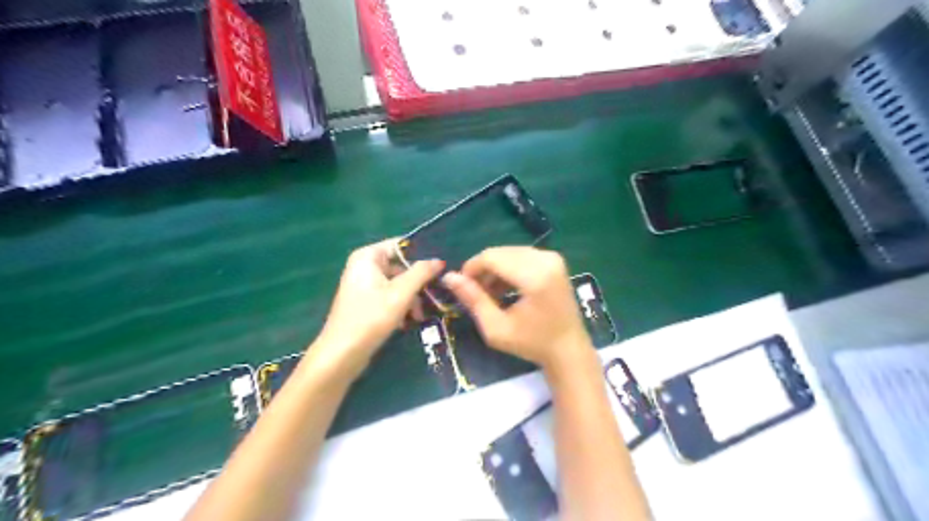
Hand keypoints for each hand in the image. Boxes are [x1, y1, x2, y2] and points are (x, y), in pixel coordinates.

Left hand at [310, 240, 444, 381]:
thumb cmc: (371, 317)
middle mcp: (364, 266)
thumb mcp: (401, 293)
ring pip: (397, 284)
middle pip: (400, 266)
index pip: (401, 245)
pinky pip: (389, 297)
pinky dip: (400, 307)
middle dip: (417, 284)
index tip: (440, 269)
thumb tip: (439, 260)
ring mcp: (363, 285)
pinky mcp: (365, 303)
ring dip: (411, 299)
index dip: (421, 256)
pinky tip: (407, 323)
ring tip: (419, 317)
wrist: (342, 354)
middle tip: (433, 298)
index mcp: (368, 257)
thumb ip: (421, 273)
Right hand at [443, 246, 595, 371]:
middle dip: (483, 269)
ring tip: (489, 294)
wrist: (568, 349)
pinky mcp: (555, 261)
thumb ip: (473, 299)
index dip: (472, 268)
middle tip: (474, 292)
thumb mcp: (496, 328)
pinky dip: (508, 268)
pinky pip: (522, 256)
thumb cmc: (532, 344)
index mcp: (535, 276)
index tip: (461, 286)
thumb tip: (449, 277)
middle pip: (500, 252)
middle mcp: (546, 260)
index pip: (492, 257)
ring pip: (510, 253)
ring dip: (495, 269)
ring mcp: (553, 258)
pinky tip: (503, 288)